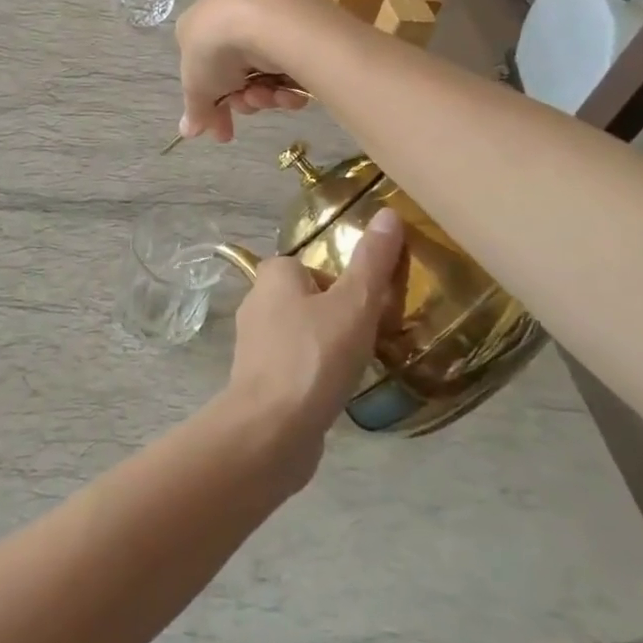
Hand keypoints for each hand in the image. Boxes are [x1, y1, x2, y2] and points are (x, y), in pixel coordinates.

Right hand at [174, 0, 320, 143]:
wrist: (262, 19)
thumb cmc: (216, 50)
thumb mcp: (197, 87)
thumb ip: (195, 111)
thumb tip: (187, 131)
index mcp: (200, 26)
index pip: (206, 71)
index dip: (213, 105)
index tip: (223, 132)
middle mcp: (232, 17)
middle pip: (239, 74)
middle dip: (243, 99)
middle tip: (246, 105)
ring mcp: (267, 18)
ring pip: (266, 71)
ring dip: (264, 94)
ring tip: (266, 95)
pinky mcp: (300, 22)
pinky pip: (292, 61)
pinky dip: (289, 82)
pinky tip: (288, 91)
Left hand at [221, 209, 406, 486]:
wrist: (271, 430)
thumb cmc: (314, 356)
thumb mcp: (354, 304)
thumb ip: (372, 261)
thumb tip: (388, 213)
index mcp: (274, 274)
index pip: (315, 265)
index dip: (345, 283)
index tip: (372, 306)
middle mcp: (257, 301)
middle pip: (310, 299)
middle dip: (340, 315)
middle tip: (372, 335)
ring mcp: (255, 343)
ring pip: (303, 333)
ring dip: (329, 346)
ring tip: (358, 365)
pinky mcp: (259, 379)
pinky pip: (297, 365)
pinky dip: (317, 373)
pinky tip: (337, 391)